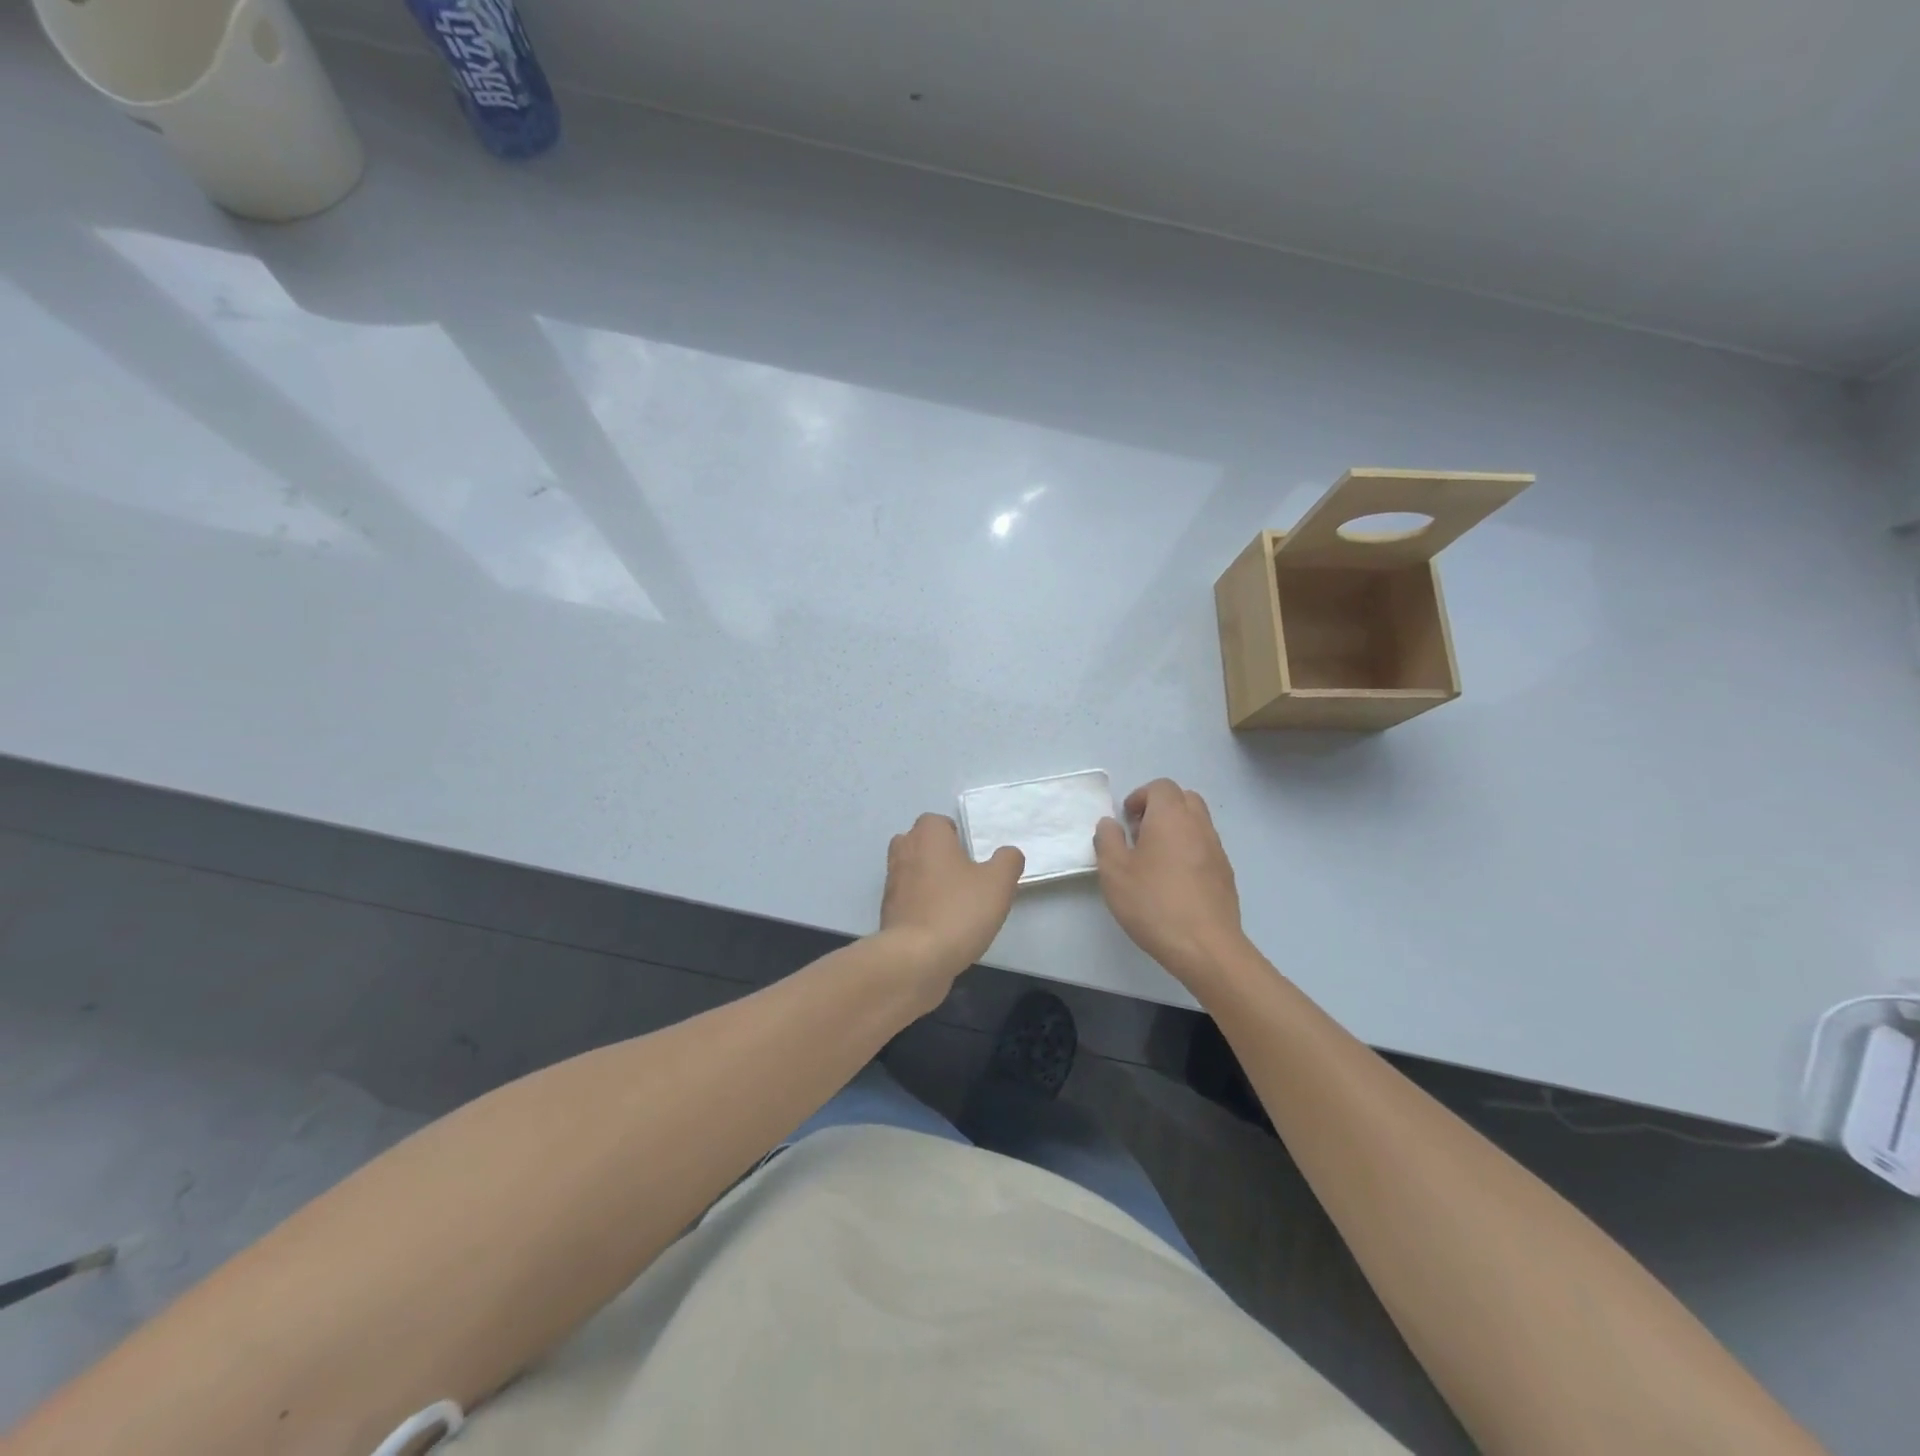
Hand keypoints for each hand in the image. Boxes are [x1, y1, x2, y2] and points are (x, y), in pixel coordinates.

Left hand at [879, 814, 1023, 992]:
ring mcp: (891, 884)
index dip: (953, 834)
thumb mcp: (998, 883)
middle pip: (917, 843)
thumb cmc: (958, 911)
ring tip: (955, 902)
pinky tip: (941, 926)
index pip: (935, 821)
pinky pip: (907, 900)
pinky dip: (920, 906)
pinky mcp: (887, 913)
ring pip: (910, 872)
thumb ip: (1007, 861)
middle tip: (963, 874)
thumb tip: (1008, 854)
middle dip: (937, 854)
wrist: (916, 959)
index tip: (971, 853)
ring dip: (928, 881)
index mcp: (927, 837)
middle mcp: (903, 853)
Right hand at [1094, 779, 1246, 984]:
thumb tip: (1110, 823)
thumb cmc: (1153, 903)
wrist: (1205, 946)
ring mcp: (1217, 849)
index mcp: (1171, 817)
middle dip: (1161, 808)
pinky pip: (1206, 847)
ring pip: (1197, 822)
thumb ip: (1108, 840)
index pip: (1160, 787)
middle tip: (1140, 834)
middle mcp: (1198, 825)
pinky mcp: (1226, 874)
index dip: (1140, 797)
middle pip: (1183, 798)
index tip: (1126, 820)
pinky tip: (1174, 881)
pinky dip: (1189, 850)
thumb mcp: (1114, 872)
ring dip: (1176, 829)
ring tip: (1154, 860)